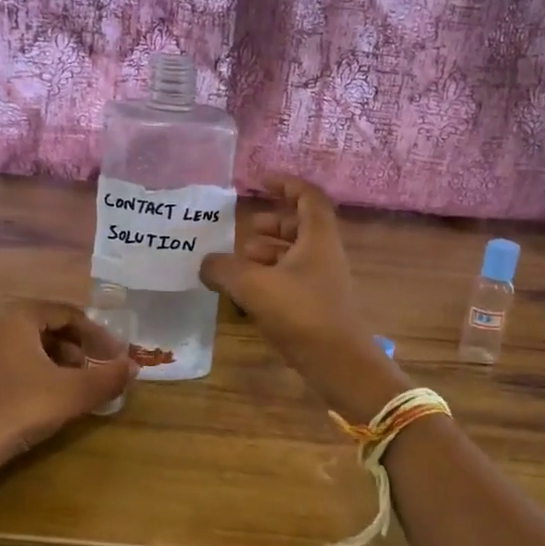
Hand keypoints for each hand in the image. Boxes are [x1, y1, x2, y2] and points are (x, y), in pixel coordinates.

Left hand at [0, 302, 135, 477]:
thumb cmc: (18, 408)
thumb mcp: (71, 394)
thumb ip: (108, 379)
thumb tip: (134, 368)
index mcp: (19, 315)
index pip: (70, 314)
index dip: (99, 335)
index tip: (116, 358)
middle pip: (51, 327)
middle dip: (80, 349)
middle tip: (97, 373)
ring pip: (33, 347)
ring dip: (60, 364)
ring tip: (75, 389)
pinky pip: (15, 362)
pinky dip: (39, 374)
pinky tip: (47, 401)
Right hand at [200, 176, 406, 419]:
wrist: (339, 364)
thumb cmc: (301, 314)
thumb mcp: (253, 286)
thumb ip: (224, 269)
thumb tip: (205, 263)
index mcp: (318, 238)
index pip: (308, 197)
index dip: (287, 184)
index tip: (262, 181)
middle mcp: (324, 255)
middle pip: (300, 227)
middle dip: (272, 223)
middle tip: (245, 229)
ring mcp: (322, 282)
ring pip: (294, 255)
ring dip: (267, 252)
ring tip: (238, 261)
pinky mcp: (317, 306)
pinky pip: (291, 279)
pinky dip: (269, 277)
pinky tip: (246, 291)